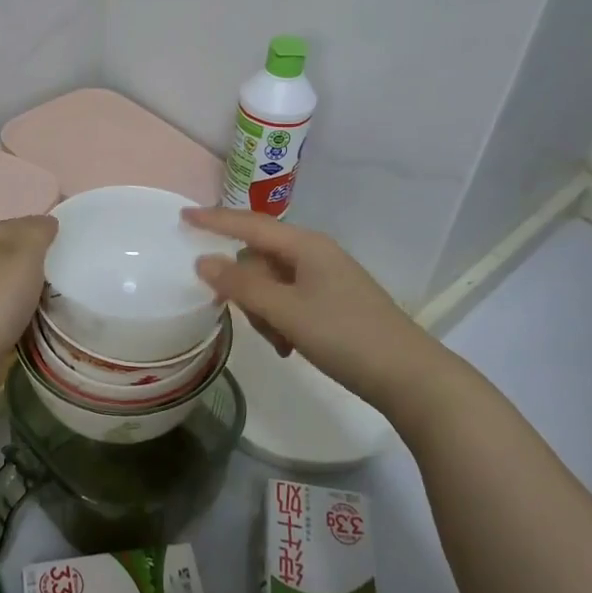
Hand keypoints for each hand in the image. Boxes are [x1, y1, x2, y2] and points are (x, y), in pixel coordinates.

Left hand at [0, 215, 57, 358]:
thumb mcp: (24, 255)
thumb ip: (37, 233)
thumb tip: (47, 221)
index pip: (17, 224)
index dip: (41, 226)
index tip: (68, 237)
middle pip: (10, 251)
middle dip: (36, 255)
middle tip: (68, 265)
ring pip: (7, 280)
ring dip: (28, 284)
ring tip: (58, 292)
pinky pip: (5, 307)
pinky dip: (21, 307)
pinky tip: (36, 316)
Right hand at [183, 207, 470, 423]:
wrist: (409, 376)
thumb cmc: (344, 335)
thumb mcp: (285, 311)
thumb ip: (241, 284)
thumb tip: (203, 260)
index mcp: (305, 245)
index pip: (249, 225)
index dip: (214, 220)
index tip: (182, 216)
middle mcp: (315, 254)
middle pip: (260, 258)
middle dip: (246, 288)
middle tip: (246, 317)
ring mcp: (326, 278)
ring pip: (273, 284)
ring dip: (265, 310)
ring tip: (280, 341)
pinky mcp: (334, 302)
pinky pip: (290, 300)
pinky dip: (282, 320)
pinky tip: (290, 346)